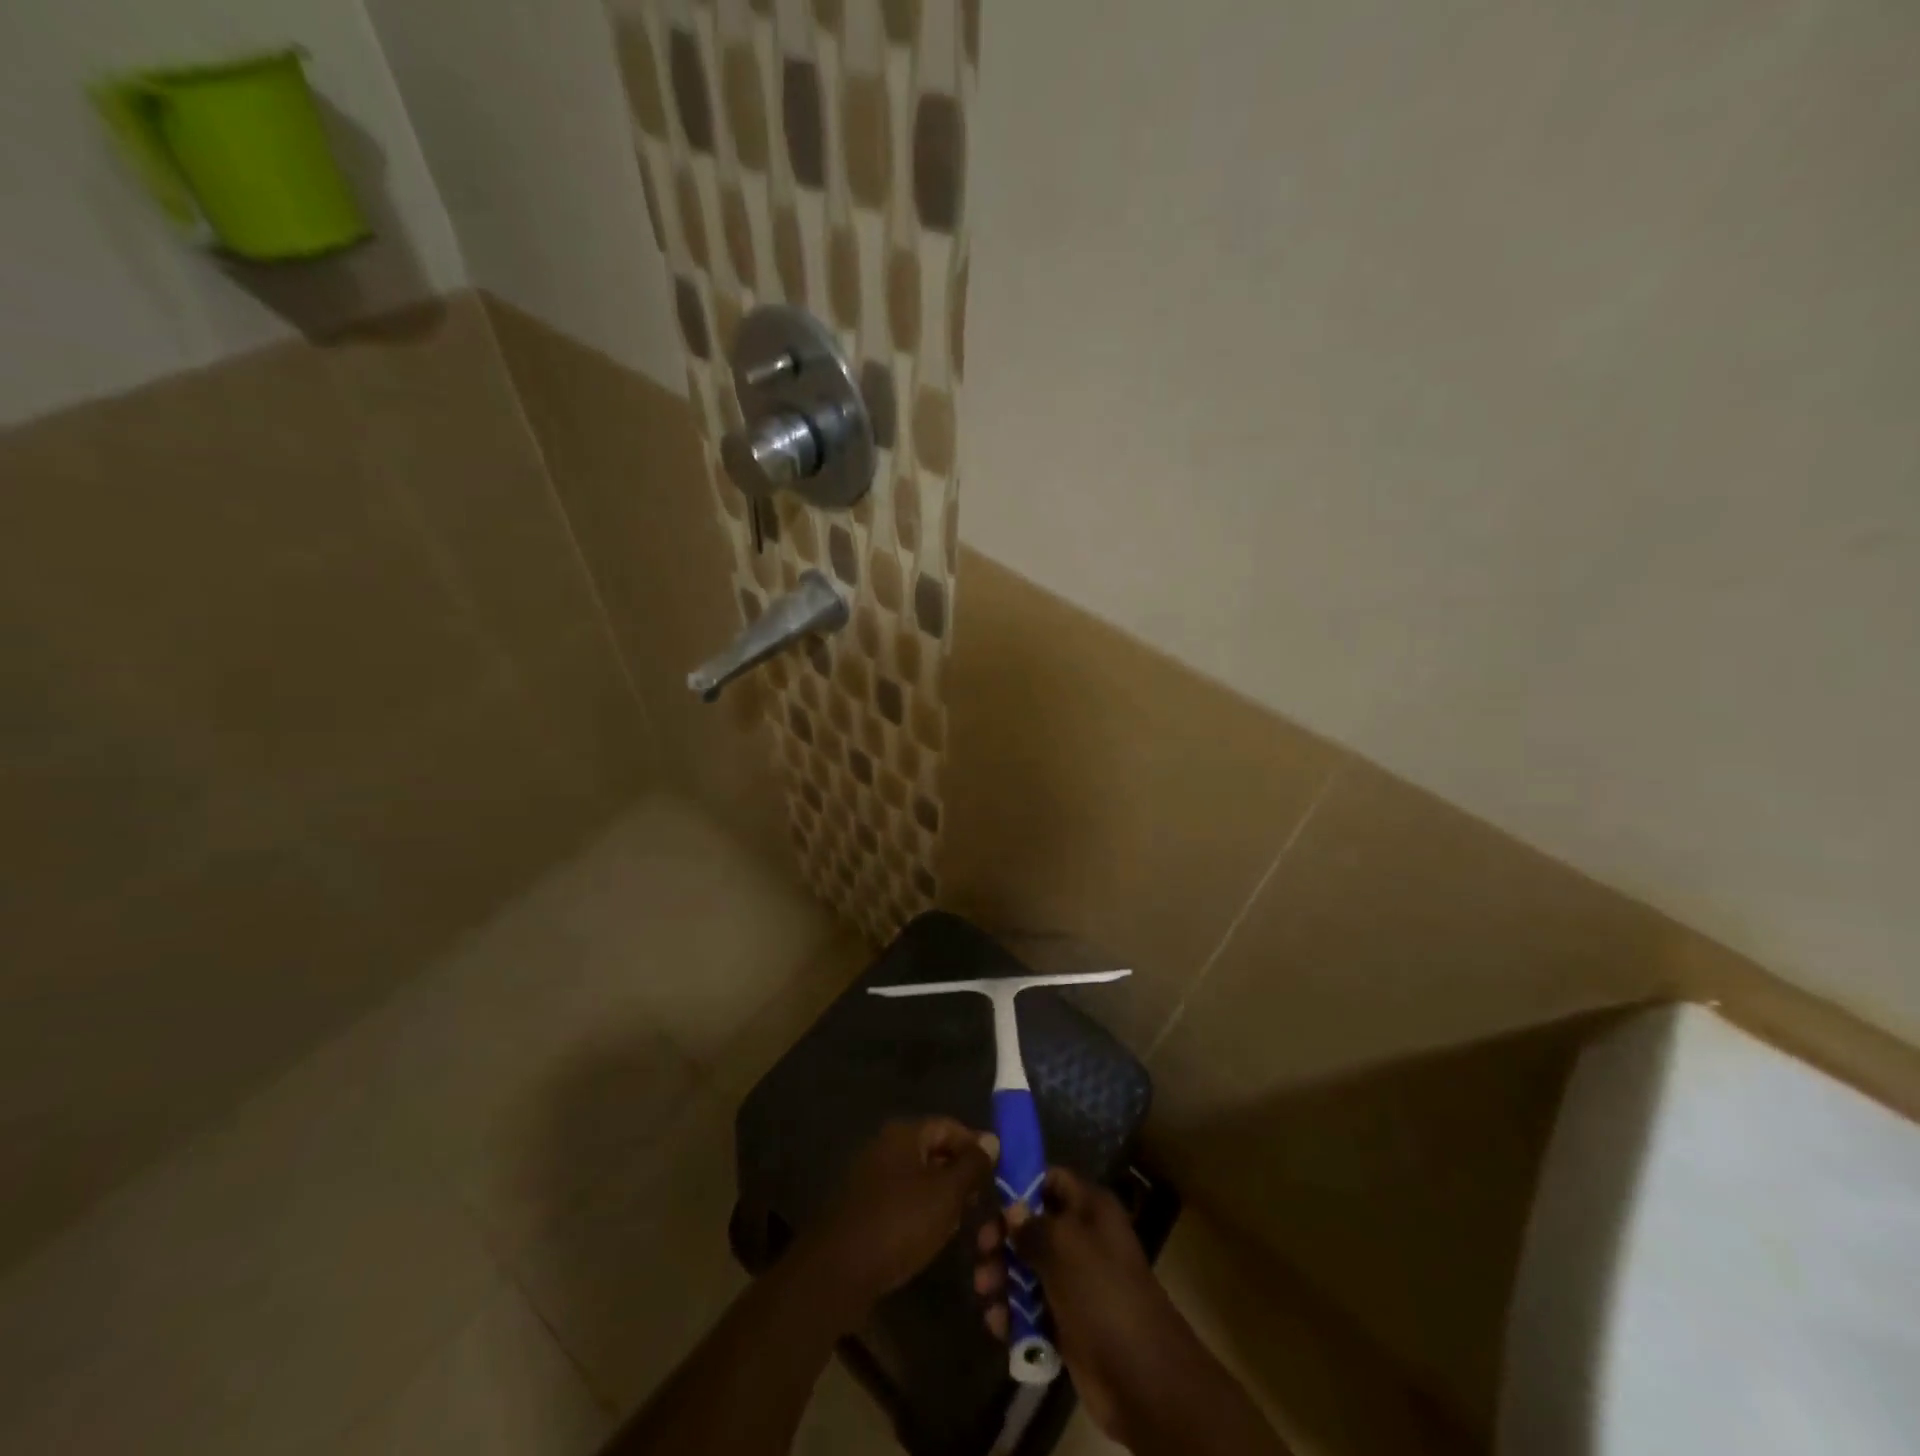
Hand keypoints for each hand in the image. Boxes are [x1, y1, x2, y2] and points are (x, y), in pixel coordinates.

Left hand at [803, 1118, 999, 1321]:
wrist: (838, 1270)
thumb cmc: (898, 1223)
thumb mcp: (946, 1194)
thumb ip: (971, 1165)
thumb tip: (991, 1140)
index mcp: (904, 1133)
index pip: (949, 1126)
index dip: (975, 1145)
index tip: (997, 1172)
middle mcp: (885, 1145)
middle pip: (932, 1149)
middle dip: (959, 1173)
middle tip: (981, 1201)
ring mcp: (870, 1175)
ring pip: (918, 1176)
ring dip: (941, 1195)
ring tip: (962, 1221)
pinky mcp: (863, 1204)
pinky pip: (901, 1196)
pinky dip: (920, 1210)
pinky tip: (933, 1235)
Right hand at [976, 1168, 1184, 1443]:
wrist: (1142, 1378)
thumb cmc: (1103, 1293)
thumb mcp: (1065, 1247)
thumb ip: (1033, 1225)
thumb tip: (1011, 1209)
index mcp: (1091, 1210)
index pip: (1051, 1180)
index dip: (1021, 1185)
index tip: (989, 1199)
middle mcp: (1084, 1240)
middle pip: (1034, 1226)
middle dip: (1004, 1238)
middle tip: (981, 1251)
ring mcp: (1077, 1283)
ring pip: (1029, 1269)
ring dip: (1003, 1278)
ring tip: (984, 1292)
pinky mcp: (1069, 1324)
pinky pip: (1033, 1309)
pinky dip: (1014, 1314)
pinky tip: (997, 1325)